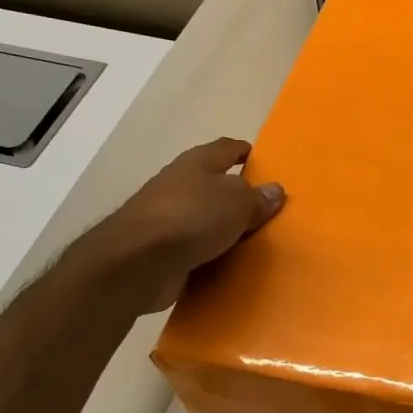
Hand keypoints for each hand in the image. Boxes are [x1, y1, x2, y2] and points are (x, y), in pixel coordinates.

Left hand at [76, 137, 284, 314]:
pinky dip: (211, 254)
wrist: (138, 263)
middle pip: (214, 185)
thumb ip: (257, 197)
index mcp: (197, 163)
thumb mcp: (238, 201)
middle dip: (236, 194)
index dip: (244, 151)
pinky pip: (195, 249)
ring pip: (204, 219)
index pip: (226, 148)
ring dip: (223, 228)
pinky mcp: (161, 251)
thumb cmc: (192, 217)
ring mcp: (166, 219)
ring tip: (252, 240)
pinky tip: (230, 264)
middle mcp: (179, 185)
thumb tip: (274, 190)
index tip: (262, 160)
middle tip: (265, 208)